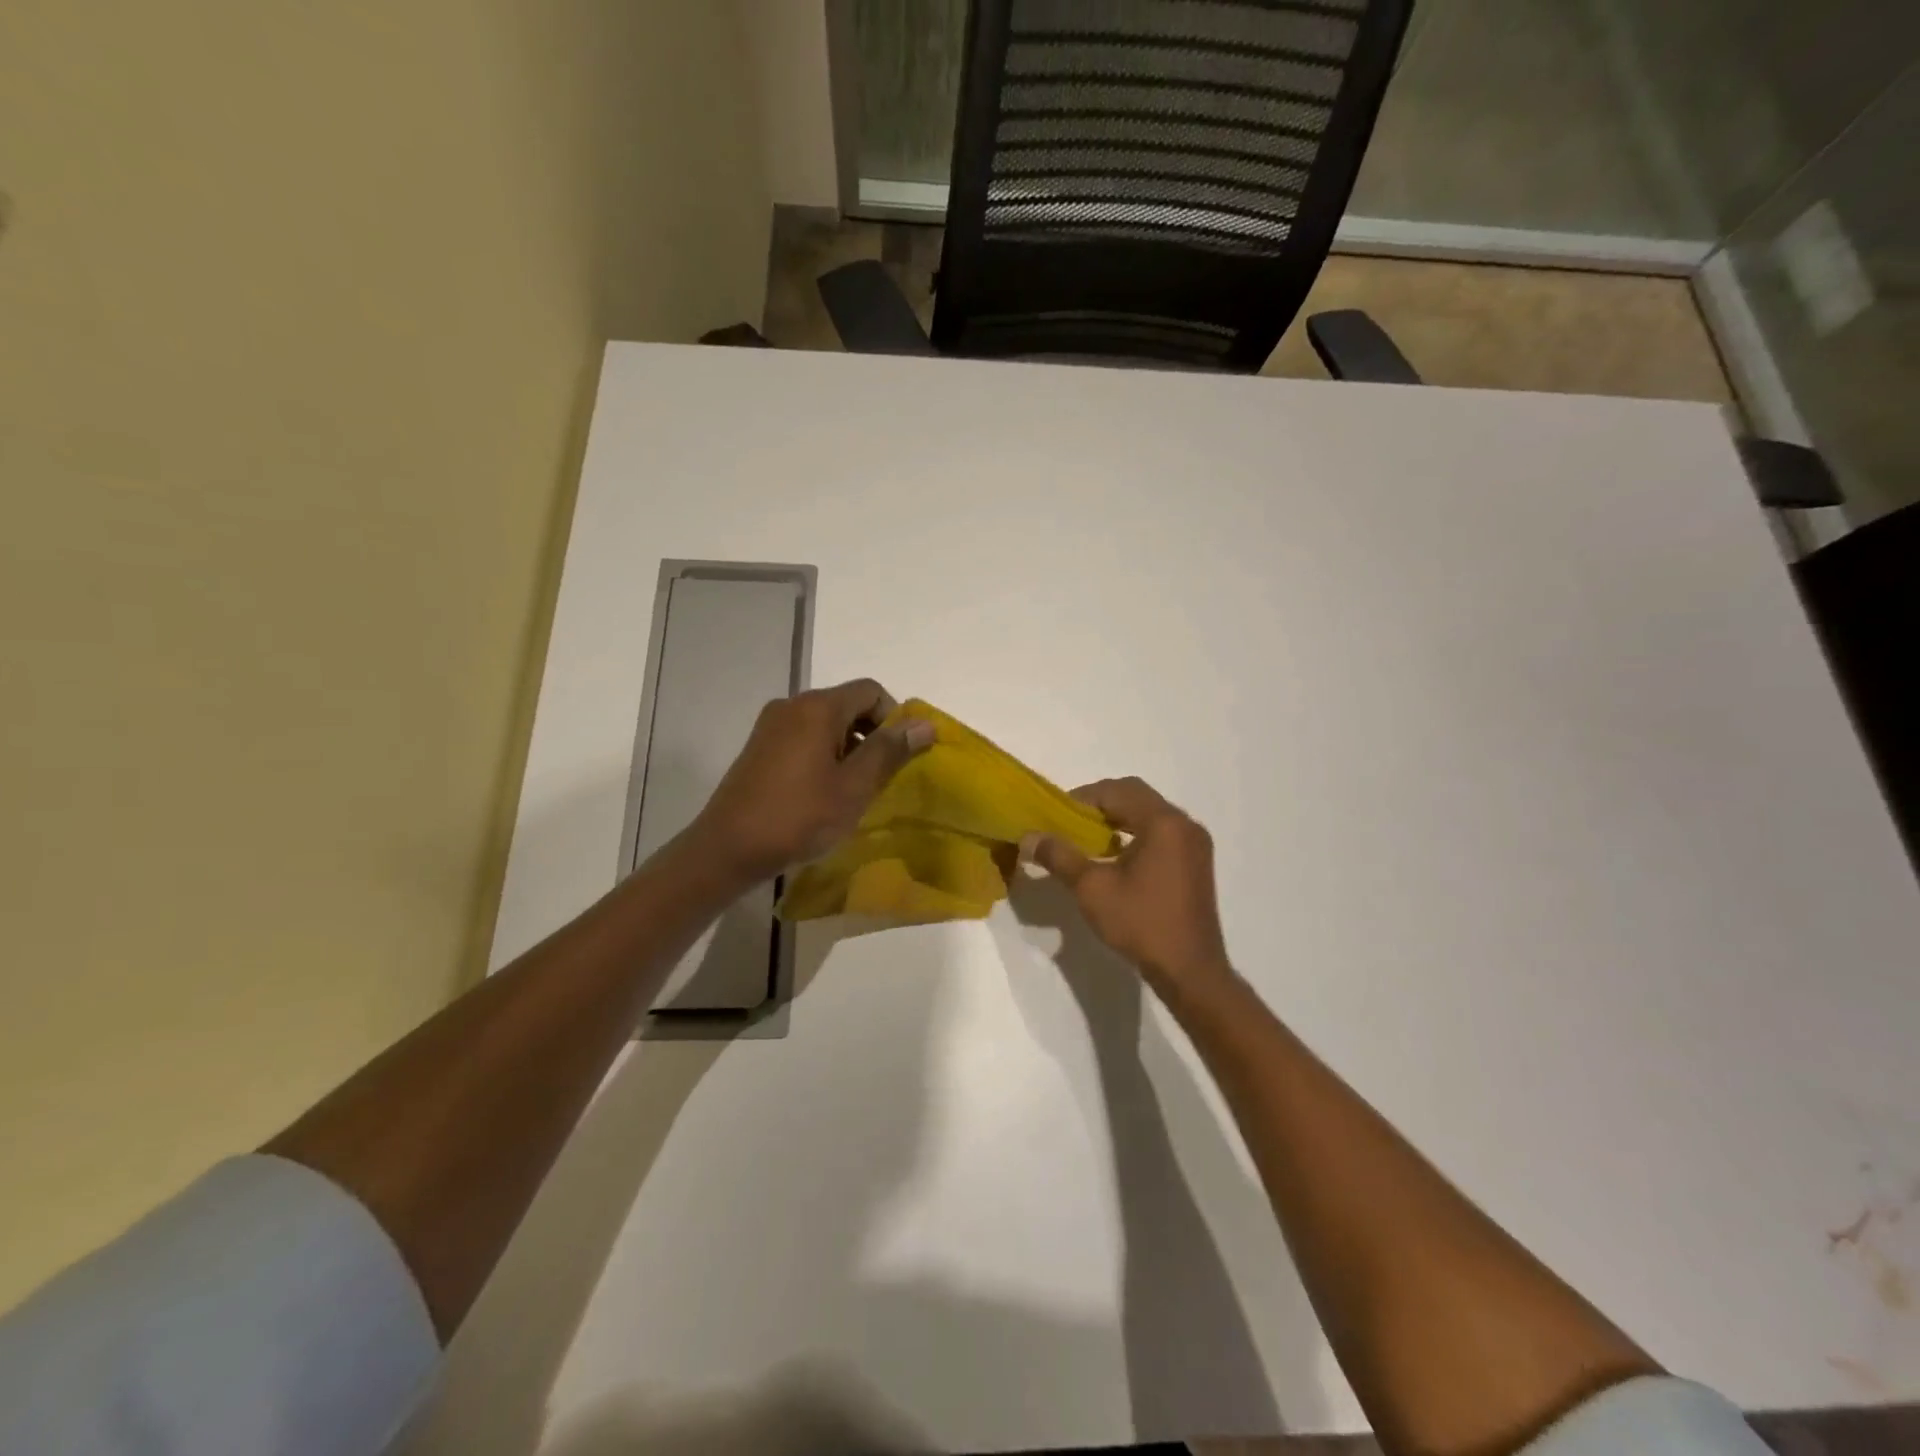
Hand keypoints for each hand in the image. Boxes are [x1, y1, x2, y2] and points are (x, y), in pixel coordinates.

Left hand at [687, 678, 933, 884]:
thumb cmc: (798, 816)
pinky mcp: (759, 748)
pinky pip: (803, 738)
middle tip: (880, 777)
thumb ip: (890, 751)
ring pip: (825, 724)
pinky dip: (823, 755)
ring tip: (853, 790)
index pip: (871, 691)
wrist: (728, 849)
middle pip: (847, 704)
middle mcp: (792, 705)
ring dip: (848, 748)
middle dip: (871, 735)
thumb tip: (924, 723)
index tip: (899, 757)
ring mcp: (770, 726)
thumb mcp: (854, 787)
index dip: (894, 718)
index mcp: (817, 707)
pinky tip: (823, 793)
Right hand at [1026, 777, 1230, 992]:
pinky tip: (1115, 858)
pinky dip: (1135, 834)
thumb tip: (1029, 836)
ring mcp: (1194, 843)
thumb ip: (1059, 856)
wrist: (1190, 971)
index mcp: (1163, 822)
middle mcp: (1184, 824)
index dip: (1082, 798)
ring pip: (1149, 814)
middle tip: (1069, 824)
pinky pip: (1161, 832)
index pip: (1117, 790)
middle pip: (1136, 796)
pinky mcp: (1196, 862)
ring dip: (1118, 819)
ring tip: (1087, 840)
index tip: (1055, 816)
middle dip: (1099, 805)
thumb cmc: (1141, 924)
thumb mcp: (1092, 889)